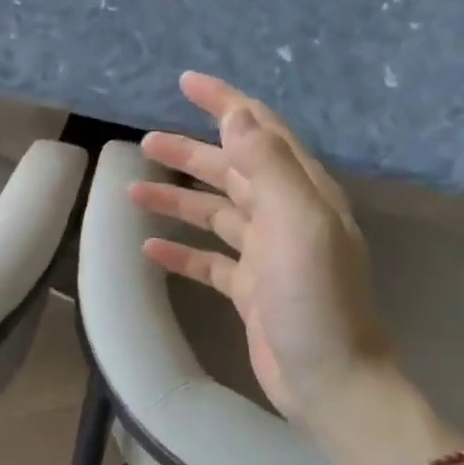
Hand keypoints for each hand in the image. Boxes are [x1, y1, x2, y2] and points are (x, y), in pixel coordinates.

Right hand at [132, 72, 398, 441]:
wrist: (331, 382)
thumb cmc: (315, 300)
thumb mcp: (297, 224)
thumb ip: (269, 166)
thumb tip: (237, 115)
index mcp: (302, 193)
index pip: (261, 131)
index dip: (225, 104)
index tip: (187, 82)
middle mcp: (285, 216)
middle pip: (231, 170)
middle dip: (190, 153)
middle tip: (145, 142)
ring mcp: (266, 254)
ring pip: (214, 213)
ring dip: (177, 199)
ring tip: (132, 191)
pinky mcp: (250, 290)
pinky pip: (208, 260)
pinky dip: (180, 250)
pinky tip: (149, 247)